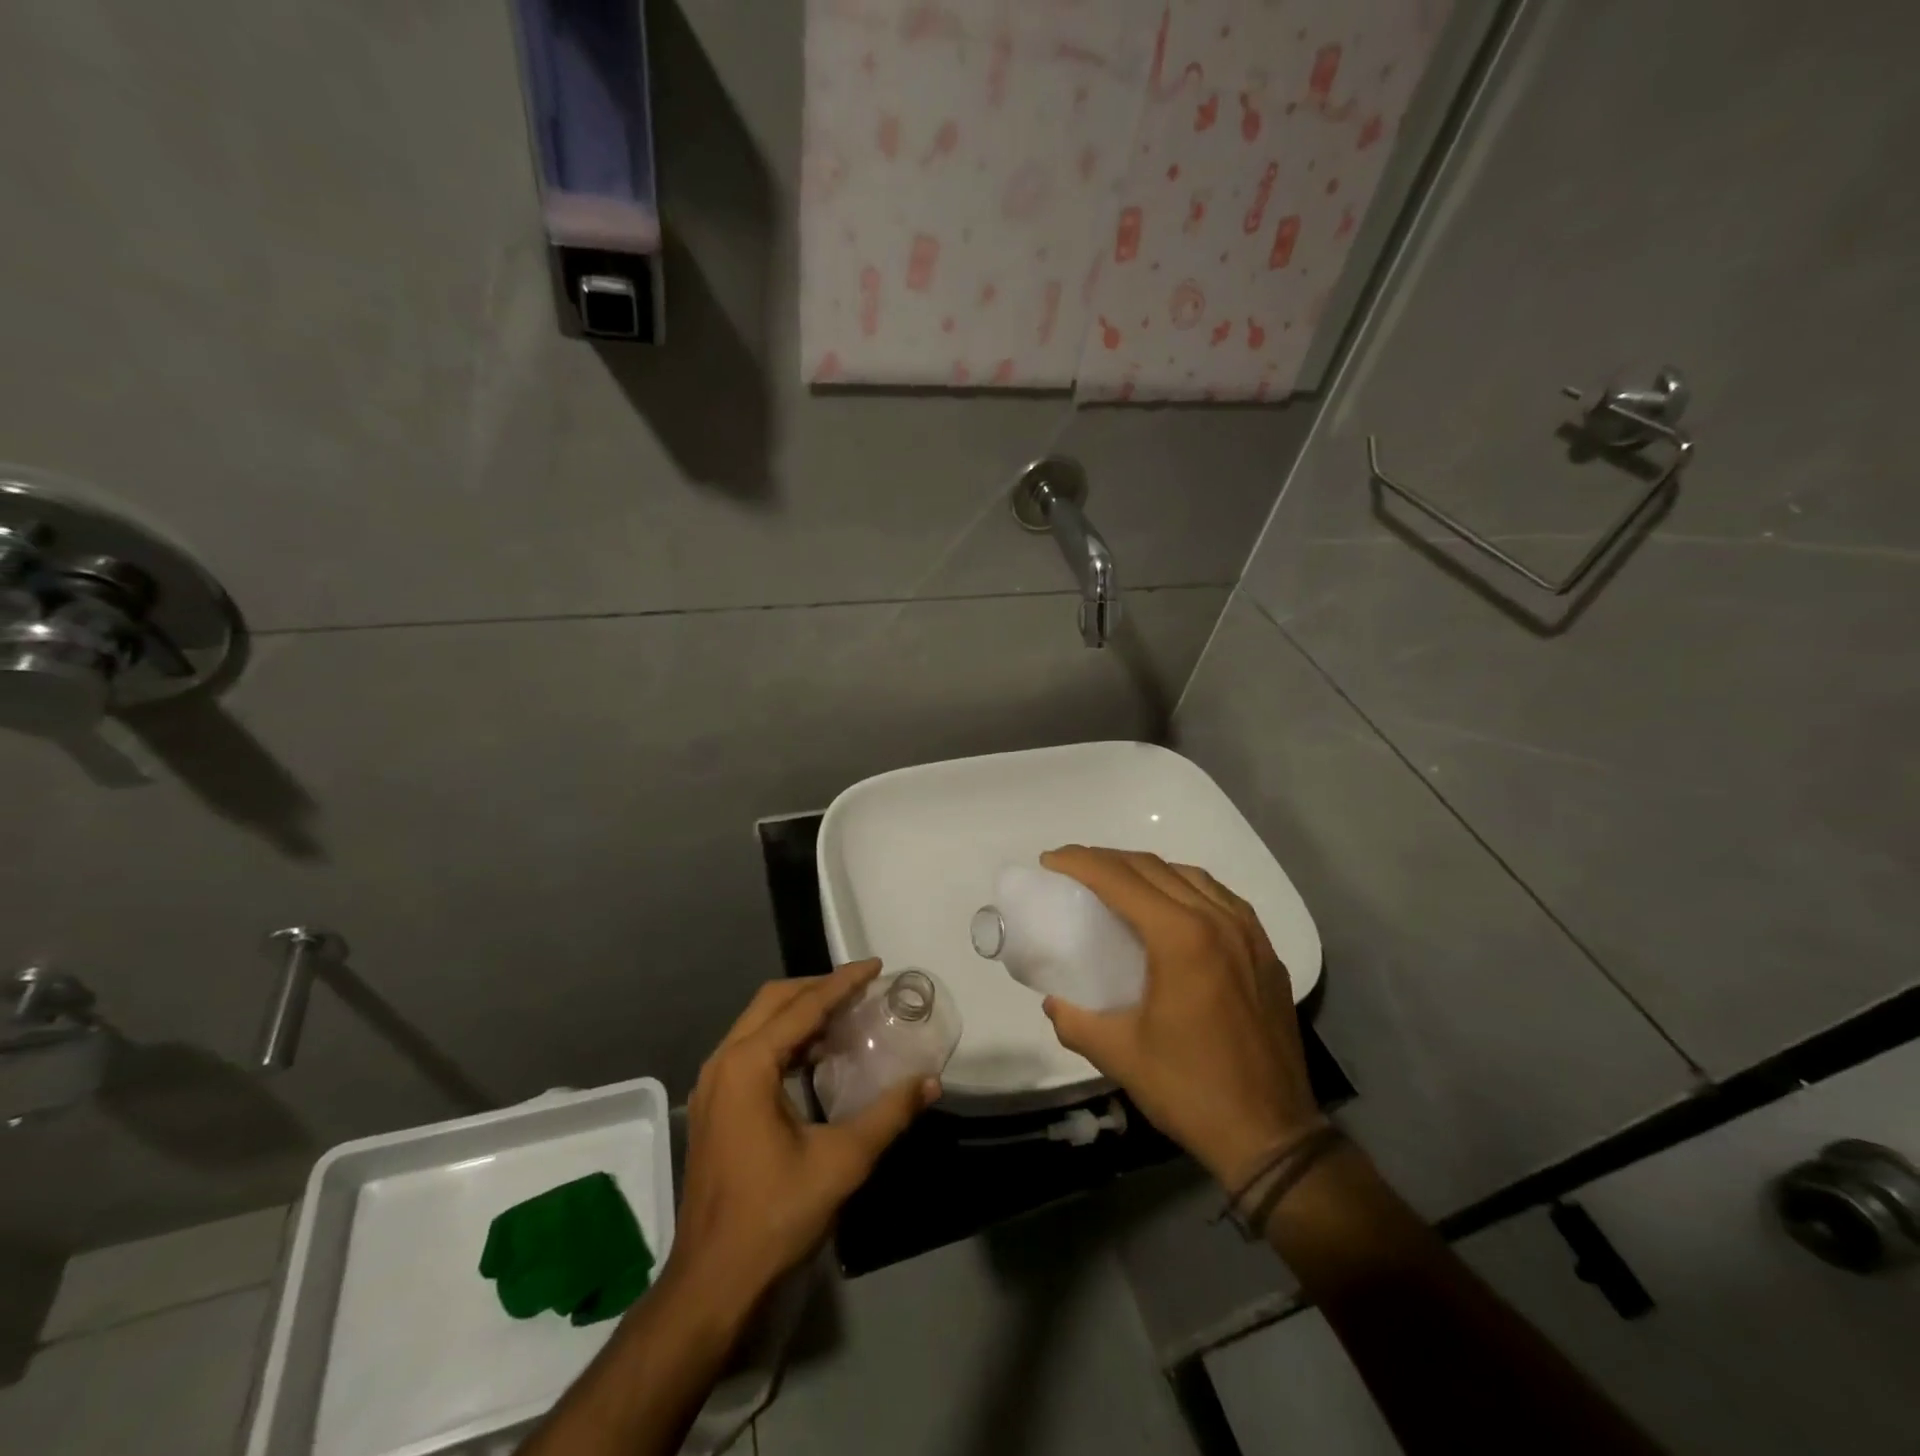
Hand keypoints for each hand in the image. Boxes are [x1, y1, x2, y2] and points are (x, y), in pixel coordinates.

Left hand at [670, 960, 937, 1318]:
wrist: (712, 1283)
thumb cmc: (774, 1215)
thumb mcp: (842, 1161)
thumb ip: (889, 1114)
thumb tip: (931, 1082)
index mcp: (748, 1065)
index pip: (803, 1006)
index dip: (843, 982)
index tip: (876, 966)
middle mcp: (723, 1063)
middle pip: (773, 1001)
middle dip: (818, 988)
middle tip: (861, 988)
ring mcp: (712, 1086)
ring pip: (758, 1024)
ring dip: (800, 1012)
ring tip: (845, 1015)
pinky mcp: (713, 1107)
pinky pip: (751, 1050)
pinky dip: (785, 1039)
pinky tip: (816, 1057)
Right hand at [1039, 846, 1320, 1190]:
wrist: (1272, 1135)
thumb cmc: (1190, 1090)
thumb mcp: (1119, 1054)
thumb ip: (1075, 1020)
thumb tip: (1053, 1001)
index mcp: (1181, 938)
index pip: (1120, 879)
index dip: (1080, 862)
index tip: (1050, 860)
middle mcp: (1218, 920)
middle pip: (1153, 868)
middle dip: (1107, 859)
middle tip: (1073, 868)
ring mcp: (1249, 934)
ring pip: (1190, 876)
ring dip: (1147, 869)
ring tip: (1117, 882)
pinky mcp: (1266, 952)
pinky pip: (1220, 897)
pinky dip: (1185, 887)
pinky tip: (1171, 906)